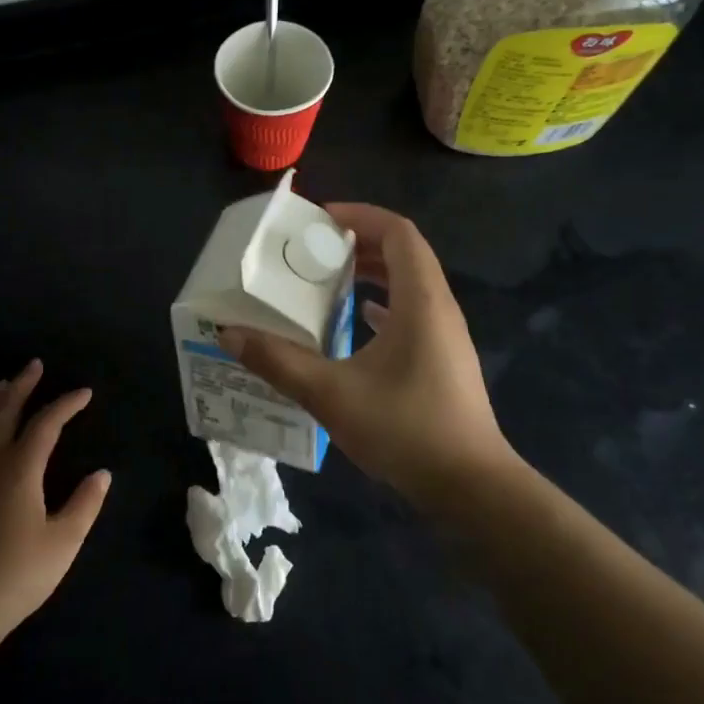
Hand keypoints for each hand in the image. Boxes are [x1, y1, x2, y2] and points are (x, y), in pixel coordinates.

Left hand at [0, 359, 111, 644]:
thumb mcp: (63, 541)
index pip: (46, 423)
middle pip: (5, 410)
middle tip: (34, 365)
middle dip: (22, 386)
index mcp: (19, 467)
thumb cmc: (17, 574)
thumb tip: (102, 473)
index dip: (66, 404)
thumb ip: (85, 503)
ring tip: (4, 384)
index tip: (84, 393)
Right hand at [217, 204, 519, 506]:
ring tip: (327, 279)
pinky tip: (355, 322)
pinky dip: (381, 305)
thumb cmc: (407, 429)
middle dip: (359, 242)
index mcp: (421, 300)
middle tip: (314, 249)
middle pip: (403, 253)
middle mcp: (438, 308)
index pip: (398, 232)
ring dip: (371, 273)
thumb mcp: (332, 394)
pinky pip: (411, 313)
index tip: (319, 220)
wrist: (472, 488)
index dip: (360, 216)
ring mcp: (445, 336)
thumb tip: (230, 334)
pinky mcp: (443, 361)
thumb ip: (279, 362)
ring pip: (409, 284)